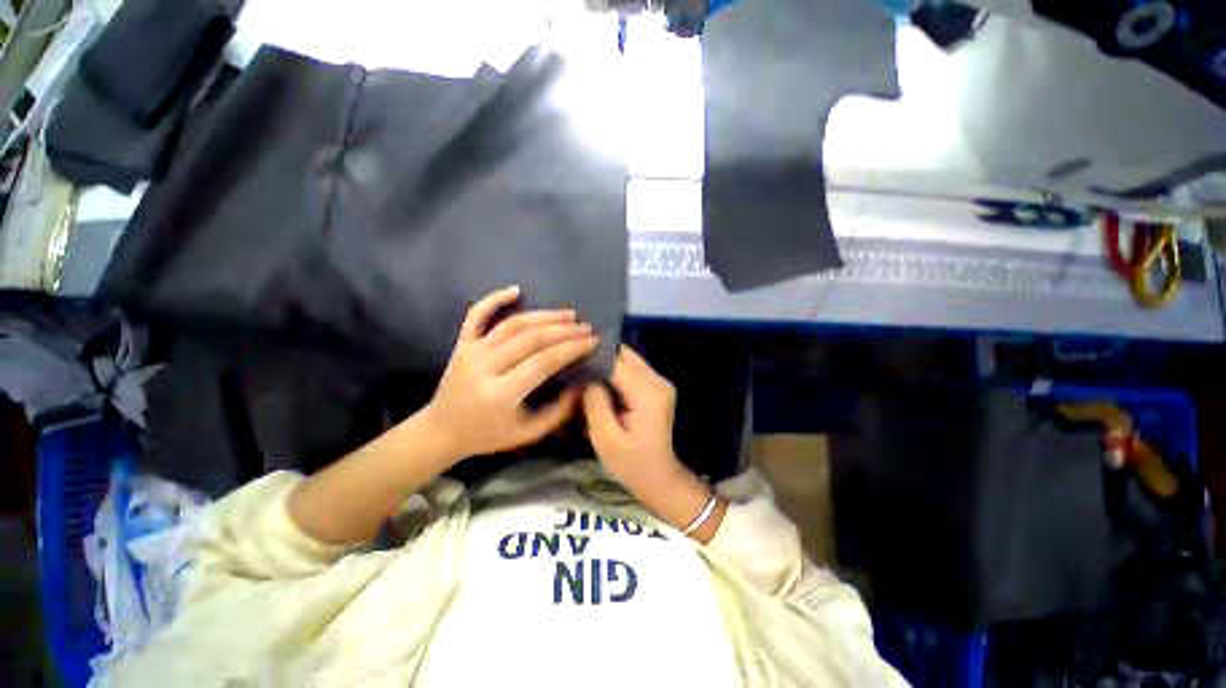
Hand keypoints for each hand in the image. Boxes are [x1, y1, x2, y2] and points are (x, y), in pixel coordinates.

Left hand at [421, 286, 597, 460]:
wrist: (441, 431)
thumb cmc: (488, 436)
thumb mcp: (528, 433)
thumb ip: (558, 412)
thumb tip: (583, 385)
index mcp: (501, 393)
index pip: (544, 361)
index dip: (572, 349)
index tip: (593, 341)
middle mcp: (485, 367)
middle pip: (531, 338)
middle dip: (564, 330)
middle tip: (586, 327)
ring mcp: (471, 351)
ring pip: (512, 324)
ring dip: (544, 315)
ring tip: (568, 314)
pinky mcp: (462, 343)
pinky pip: (476, 314)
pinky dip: (495, 298)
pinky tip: (516, 290)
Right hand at [581, 346, 685, 496]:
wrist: (659, 477)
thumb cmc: (631, 463)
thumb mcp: (605, 438)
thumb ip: (595, 403)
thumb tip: (587, 377)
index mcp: (648, 393)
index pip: (617, 363)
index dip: (593, 359)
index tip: (570, 360)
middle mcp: (658, 381)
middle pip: (625, 355)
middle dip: (600, 357)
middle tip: (574, 363)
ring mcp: (660, 382)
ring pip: (629, 359)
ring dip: (607, 363)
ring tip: (584, 371)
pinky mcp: (657, 386)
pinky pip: (633, 369)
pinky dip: (616, 371)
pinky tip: (599, 380)